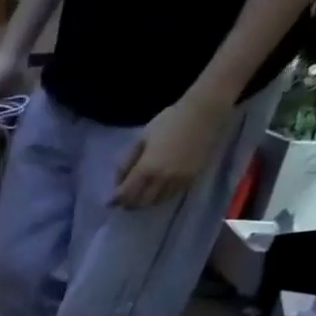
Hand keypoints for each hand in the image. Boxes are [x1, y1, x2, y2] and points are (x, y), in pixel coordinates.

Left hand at [113, 89, 232, 208]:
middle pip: (141, 201)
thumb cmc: (170, 120)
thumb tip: (119, 180)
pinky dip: (161, 197)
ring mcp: (178, 180)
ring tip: (139, 198)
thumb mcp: (142, 138)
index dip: (117, 200)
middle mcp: (162, 178)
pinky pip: (172, 195)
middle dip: (130, 203)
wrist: (205, 112)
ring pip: (157, 201)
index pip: (127, 192)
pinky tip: (156, 192)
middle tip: (124, 202)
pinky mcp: (192, 178)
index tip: (111, 202)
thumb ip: (128, 161)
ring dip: (146, 202)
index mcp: (147, 167)